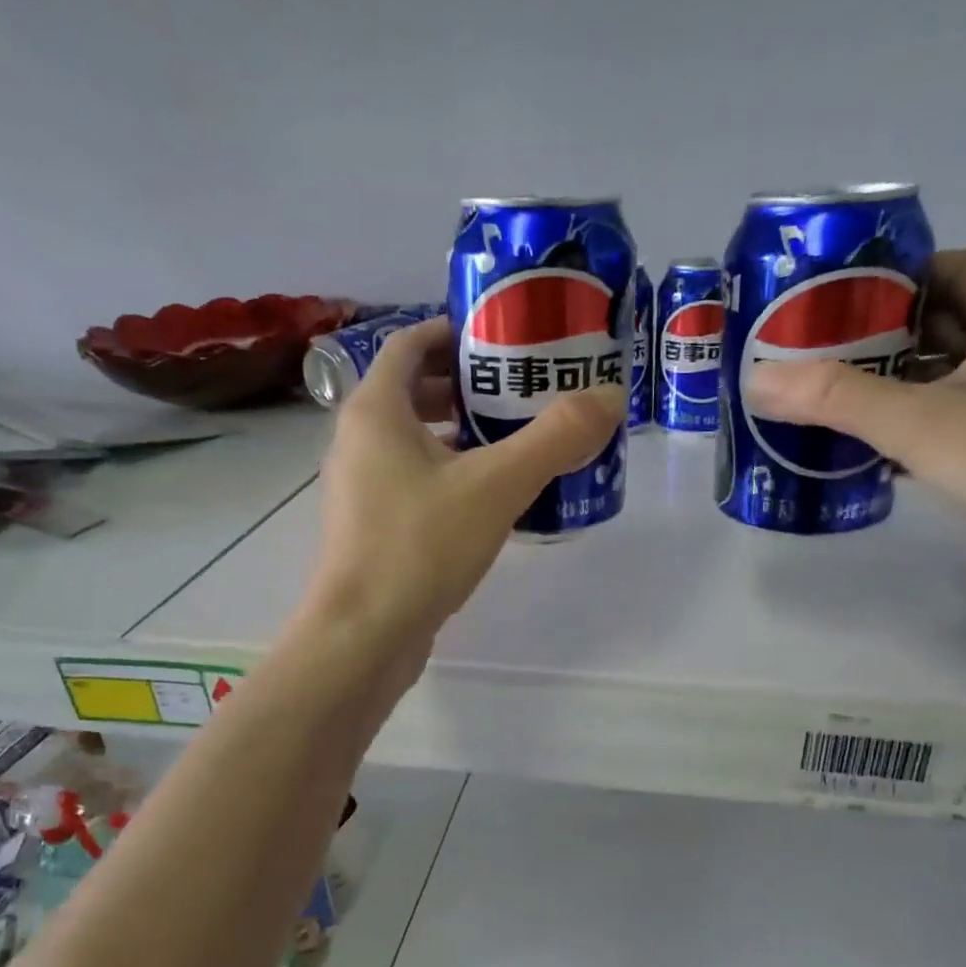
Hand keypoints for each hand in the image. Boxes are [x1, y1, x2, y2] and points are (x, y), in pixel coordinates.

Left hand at [302, 316, 624, 660]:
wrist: (364, 635)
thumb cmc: (421, 545)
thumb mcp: (497, 485)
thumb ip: (556, 437)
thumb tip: (608, 396)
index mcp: (376, 410)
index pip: (411, 344)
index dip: (455, 332)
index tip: (503, 339)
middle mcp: (357, 440)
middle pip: (411, 390)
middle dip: (464, 385)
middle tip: (520, 390)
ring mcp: (358, 487)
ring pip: (411, 440)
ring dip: (458, 432)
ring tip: (512, 440)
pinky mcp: (370, 527)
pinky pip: (411, 480)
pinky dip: (447, 473)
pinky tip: (489, 498)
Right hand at [746, 248, 965, 614]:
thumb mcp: (923, 419)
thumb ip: (837, 397)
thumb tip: (756, 379)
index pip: (958, 268)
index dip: (899, 273)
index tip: (835, 294)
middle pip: (939, 327)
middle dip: (875, 336)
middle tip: (806, 350)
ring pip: (935, 384)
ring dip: (881, 390)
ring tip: (813, 398)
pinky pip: (936, 432)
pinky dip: (894, 435)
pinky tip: (848, 450)